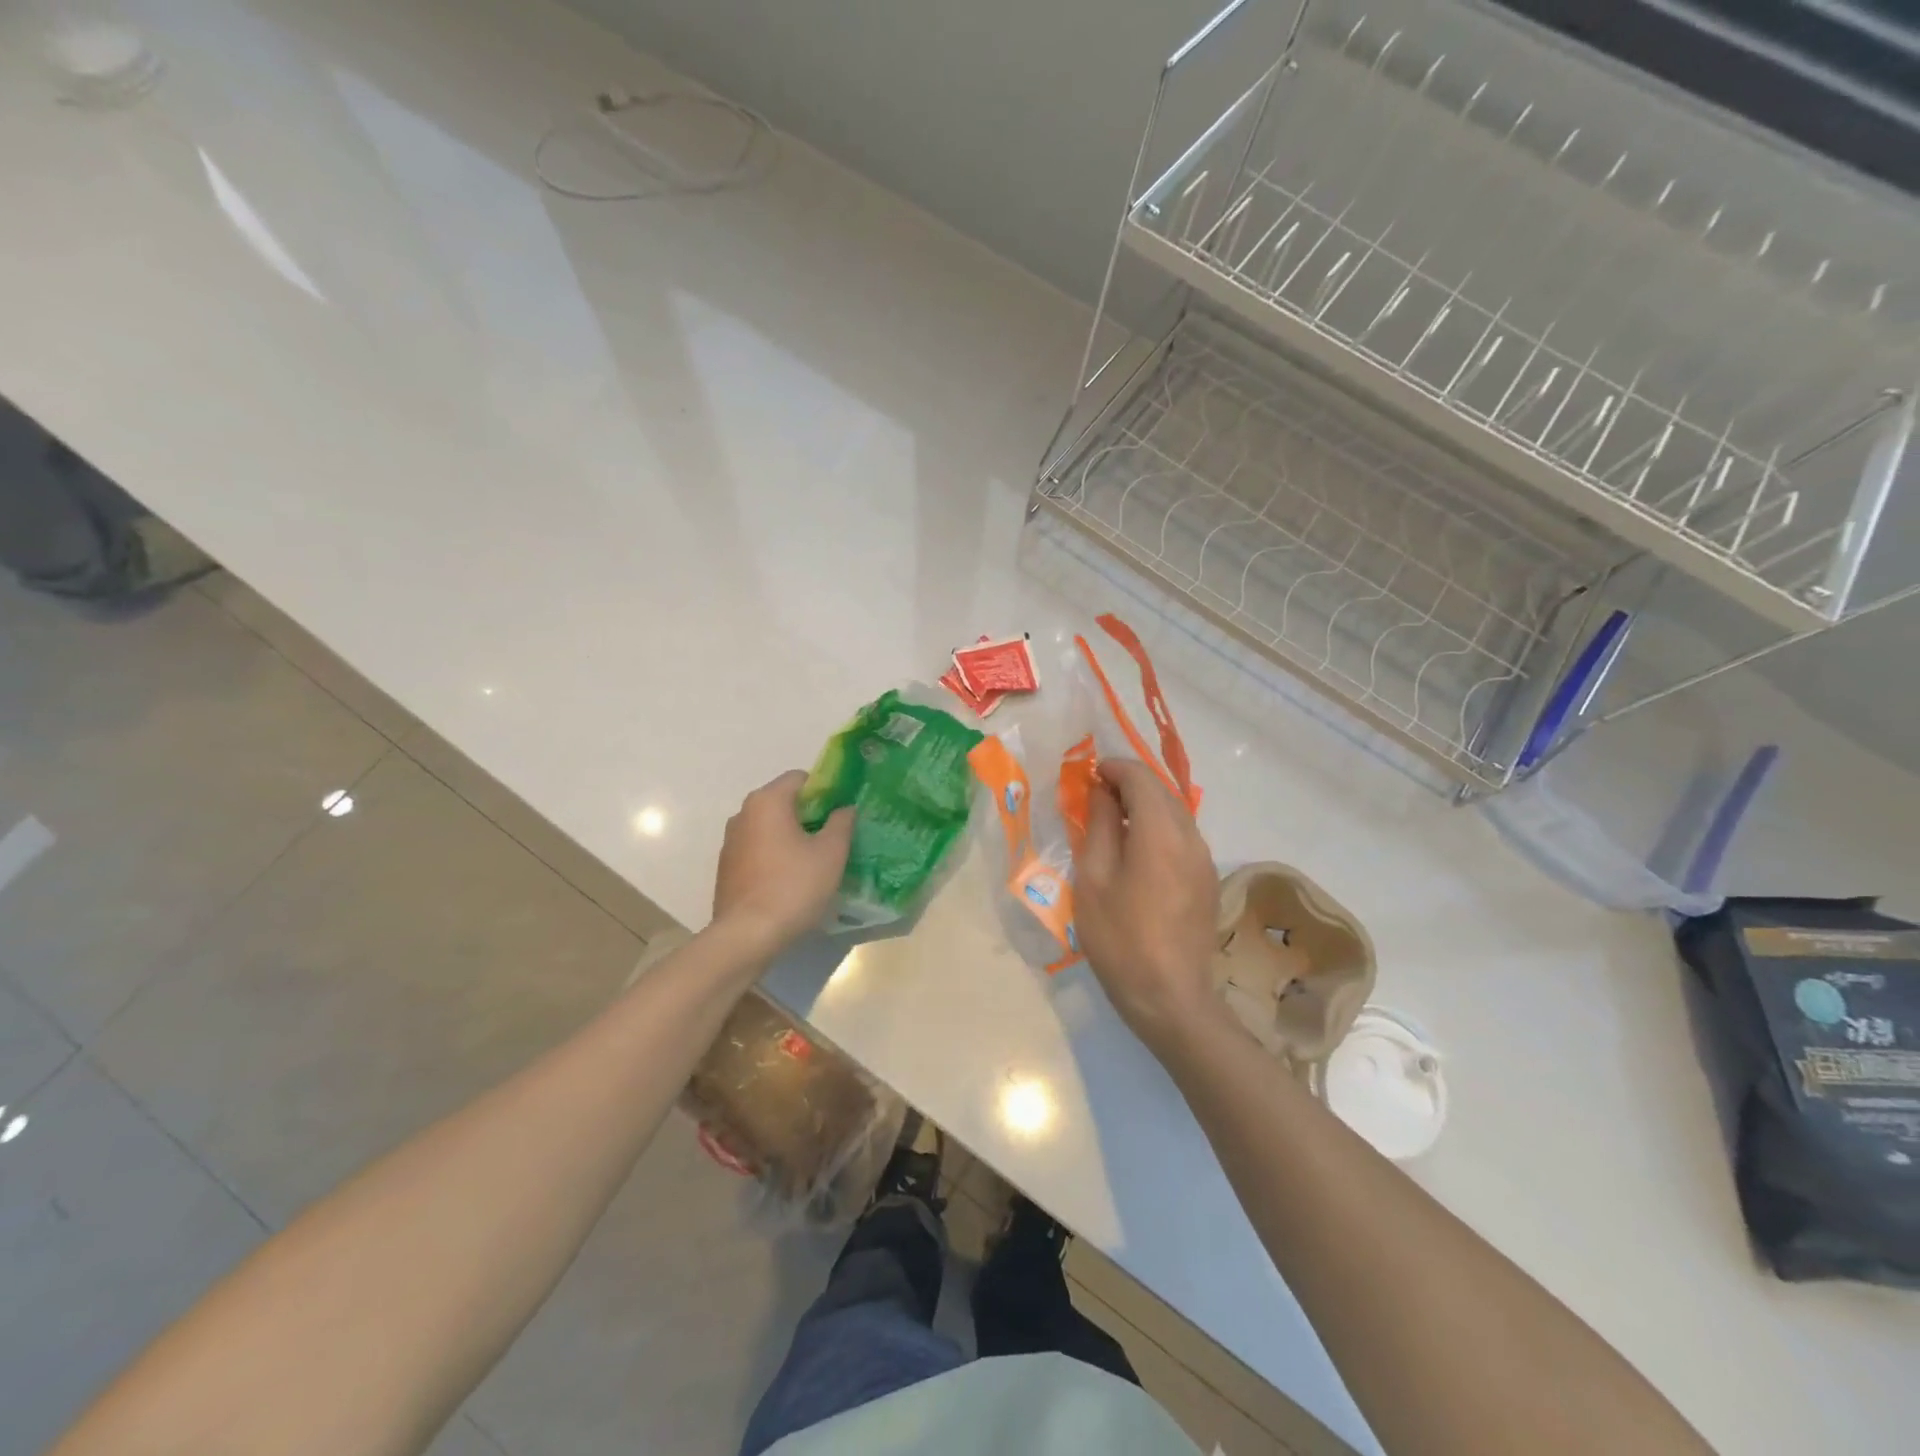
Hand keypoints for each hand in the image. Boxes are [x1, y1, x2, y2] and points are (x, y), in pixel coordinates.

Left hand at [712, 770, 853, 952]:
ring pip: (770, 827)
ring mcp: (731, 842)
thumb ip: (841, 823)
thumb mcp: (831, 853)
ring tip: (815, 860)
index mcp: (767, 801)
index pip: (800, 777)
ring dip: (792, 836)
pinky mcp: (727, 868)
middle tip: (834, 836)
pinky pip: (758, 849)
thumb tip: (844, 808)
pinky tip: (791, 879)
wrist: (747, 935)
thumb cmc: (794, 886)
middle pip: (783, 801)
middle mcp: (743, 814)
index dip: (825, 790)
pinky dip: (775, 855)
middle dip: (809, 814)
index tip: (842, 812)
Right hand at [1075, 758, 1222, 1053]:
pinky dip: (1158, 829)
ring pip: (1175, 814)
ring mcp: (1205, 860)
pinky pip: (1182, 838)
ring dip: (1145, 807)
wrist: (1170, 997)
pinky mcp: (1208, 881)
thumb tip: (1102, 792)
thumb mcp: (1094, 879)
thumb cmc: (1120, 938)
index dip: (1114, 768)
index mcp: (1161, 833)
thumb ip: (1100, 826)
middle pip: (1162, 792)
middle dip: (1129, 784)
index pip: (1141, 778)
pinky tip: (1136, 852)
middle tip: (1095, 797)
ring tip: (1113, 823)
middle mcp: (1191, 838)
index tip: (1088, 775)